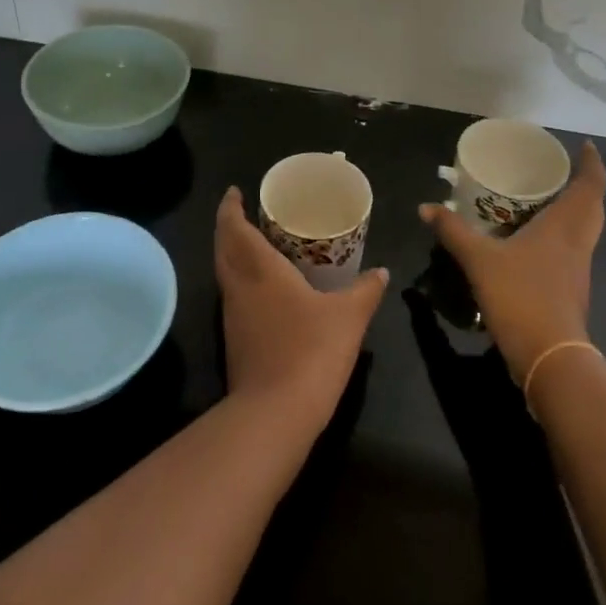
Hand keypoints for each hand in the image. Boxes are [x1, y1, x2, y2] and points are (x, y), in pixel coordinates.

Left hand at [215, 187, 387, 437]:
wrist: (275, 413)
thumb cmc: (311, 351)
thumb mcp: (349, 317)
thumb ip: (366, 290)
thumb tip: (382, 271)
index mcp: (260, 270)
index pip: (235, 228)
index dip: (230, 207)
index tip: (234, 192)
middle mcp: (239, 287)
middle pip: (223, 248)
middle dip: (228, 226)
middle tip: (245, 213)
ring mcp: (233, 316)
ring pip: (226, 273)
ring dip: (233, 254)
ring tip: (257, 244)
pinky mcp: (236, 340)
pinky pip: (234, 296)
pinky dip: (242, 280)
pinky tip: (265, 289)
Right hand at [418, 141, 605, 382]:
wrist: (550, 356)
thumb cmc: (520, 296)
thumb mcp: (479, 260)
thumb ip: (454, 232)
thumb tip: (427, 207)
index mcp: (564, 226)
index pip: (589, 186)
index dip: (591, 164)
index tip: (585, 146)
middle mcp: (578, 242)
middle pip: (593, 206)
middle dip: (586, 185)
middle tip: (563, 170)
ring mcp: (578, 269)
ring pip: (586, 229)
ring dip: (577, 210)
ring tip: (550, 198)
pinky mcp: (572, 290)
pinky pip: (574, 250)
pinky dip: (564, 235)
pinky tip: (538, 241)